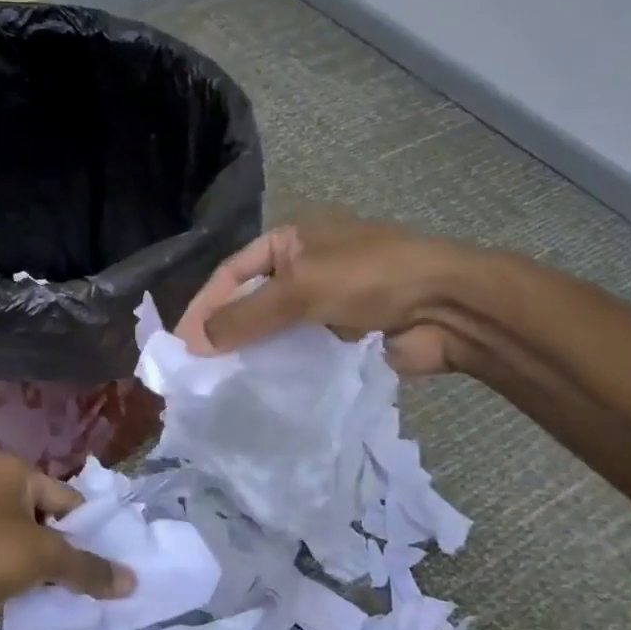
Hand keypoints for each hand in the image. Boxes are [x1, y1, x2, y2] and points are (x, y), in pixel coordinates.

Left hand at [0, 452, 134, 629]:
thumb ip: (88, 568)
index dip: (89, 532)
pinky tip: (37, 606)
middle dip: (67, 554)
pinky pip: (3, 565)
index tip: (110, 565)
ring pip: (25, 546)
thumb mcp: (43, 556)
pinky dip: (19, 583)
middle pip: (46, 522)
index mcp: (11, 470)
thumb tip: (132, 582)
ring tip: (71, 600)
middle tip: (95, 585)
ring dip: (44, 572)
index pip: (67, 499)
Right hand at [176, 209, 485, 374]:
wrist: (448, 307)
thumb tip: (196, 342)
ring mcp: (324, 302)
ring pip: (274, 329)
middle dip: (224, 331)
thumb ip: (246, 315)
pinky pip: (300, 352)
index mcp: (291, 239)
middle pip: (250, 300)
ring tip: (219, 385)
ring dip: (251, 352)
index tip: (182, 342)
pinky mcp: (342, 336)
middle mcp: (304, 267)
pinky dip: (280, 367)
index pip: (232, 271)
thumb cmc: (371, 277)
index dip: (205, 304)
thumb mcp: (301, 287)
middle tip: (195, 369)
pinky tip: (258, 390)